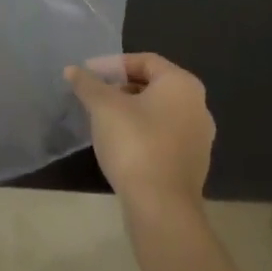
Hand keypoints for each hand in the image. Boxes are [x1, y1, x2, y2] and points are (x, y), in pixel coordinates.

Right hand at [66, 54, 214, 211]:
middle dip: (121, 86)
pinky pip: (164, 136)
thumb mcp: (103, 107)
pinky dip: (142, 132)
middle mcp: (198, 106)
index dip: (113, 64)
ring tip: (102, 119)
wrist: (162, 209)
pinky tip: (120, 144)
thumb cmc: (135, 144)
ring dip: (130, 110)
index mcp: (182, 84)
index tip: (88, 73)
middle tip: (94, 95)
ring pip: (158, 112)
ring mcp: (199, 138)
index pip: (144, 60)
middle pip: (153, 85)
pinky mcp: (193, 165)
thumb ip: (88, 84)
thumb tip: (72, 70)